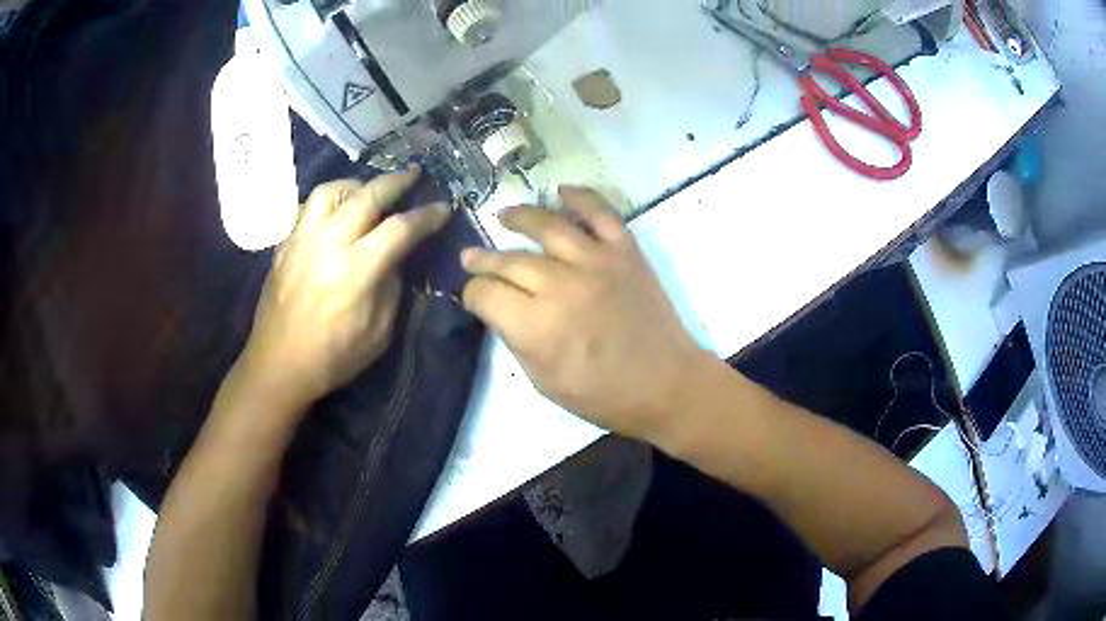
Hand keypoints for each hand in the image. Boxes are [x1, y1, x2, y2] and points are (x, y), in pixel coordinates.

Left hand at [239, 169, 449, 410]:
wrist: (277, 367)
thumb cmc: (332, 359)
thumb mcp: (378, 333)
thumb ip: (391, 287)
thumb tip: (395, 258)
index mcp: (354, 272)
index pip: (398, 229)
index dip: (425, 216)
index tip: (442, 208)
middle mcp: (326, 245)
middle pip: (365, 196)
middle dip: (395, 181)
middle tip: (413, 174)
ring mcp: (299, 241)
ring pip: (329, 191)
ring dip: (356, 184)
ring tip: (369, 190)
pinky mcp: (283, 246)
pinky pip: (307, 208)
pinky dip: (329, 203)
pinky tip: (337, 214)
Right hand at [461, 186, 707, 441]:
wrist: (664, 384)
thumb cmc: (602, 394)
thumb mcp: (543, 381)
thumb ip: (515, 339)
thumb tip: (498, 307)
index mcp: (536, 326)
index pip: (485, 293)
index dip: (472, 293)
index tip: (474, 296)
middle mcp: (560, 285)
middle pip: (508, 260)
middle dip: (483, 259)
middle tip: (472, 257)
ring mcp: (596, 262)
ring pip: (547, 225)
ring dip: (519, 217)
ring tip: (504, 215)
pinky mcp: (625, 251)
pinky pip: (600, 213)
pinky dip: (580, 197)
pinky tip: (561, 190)